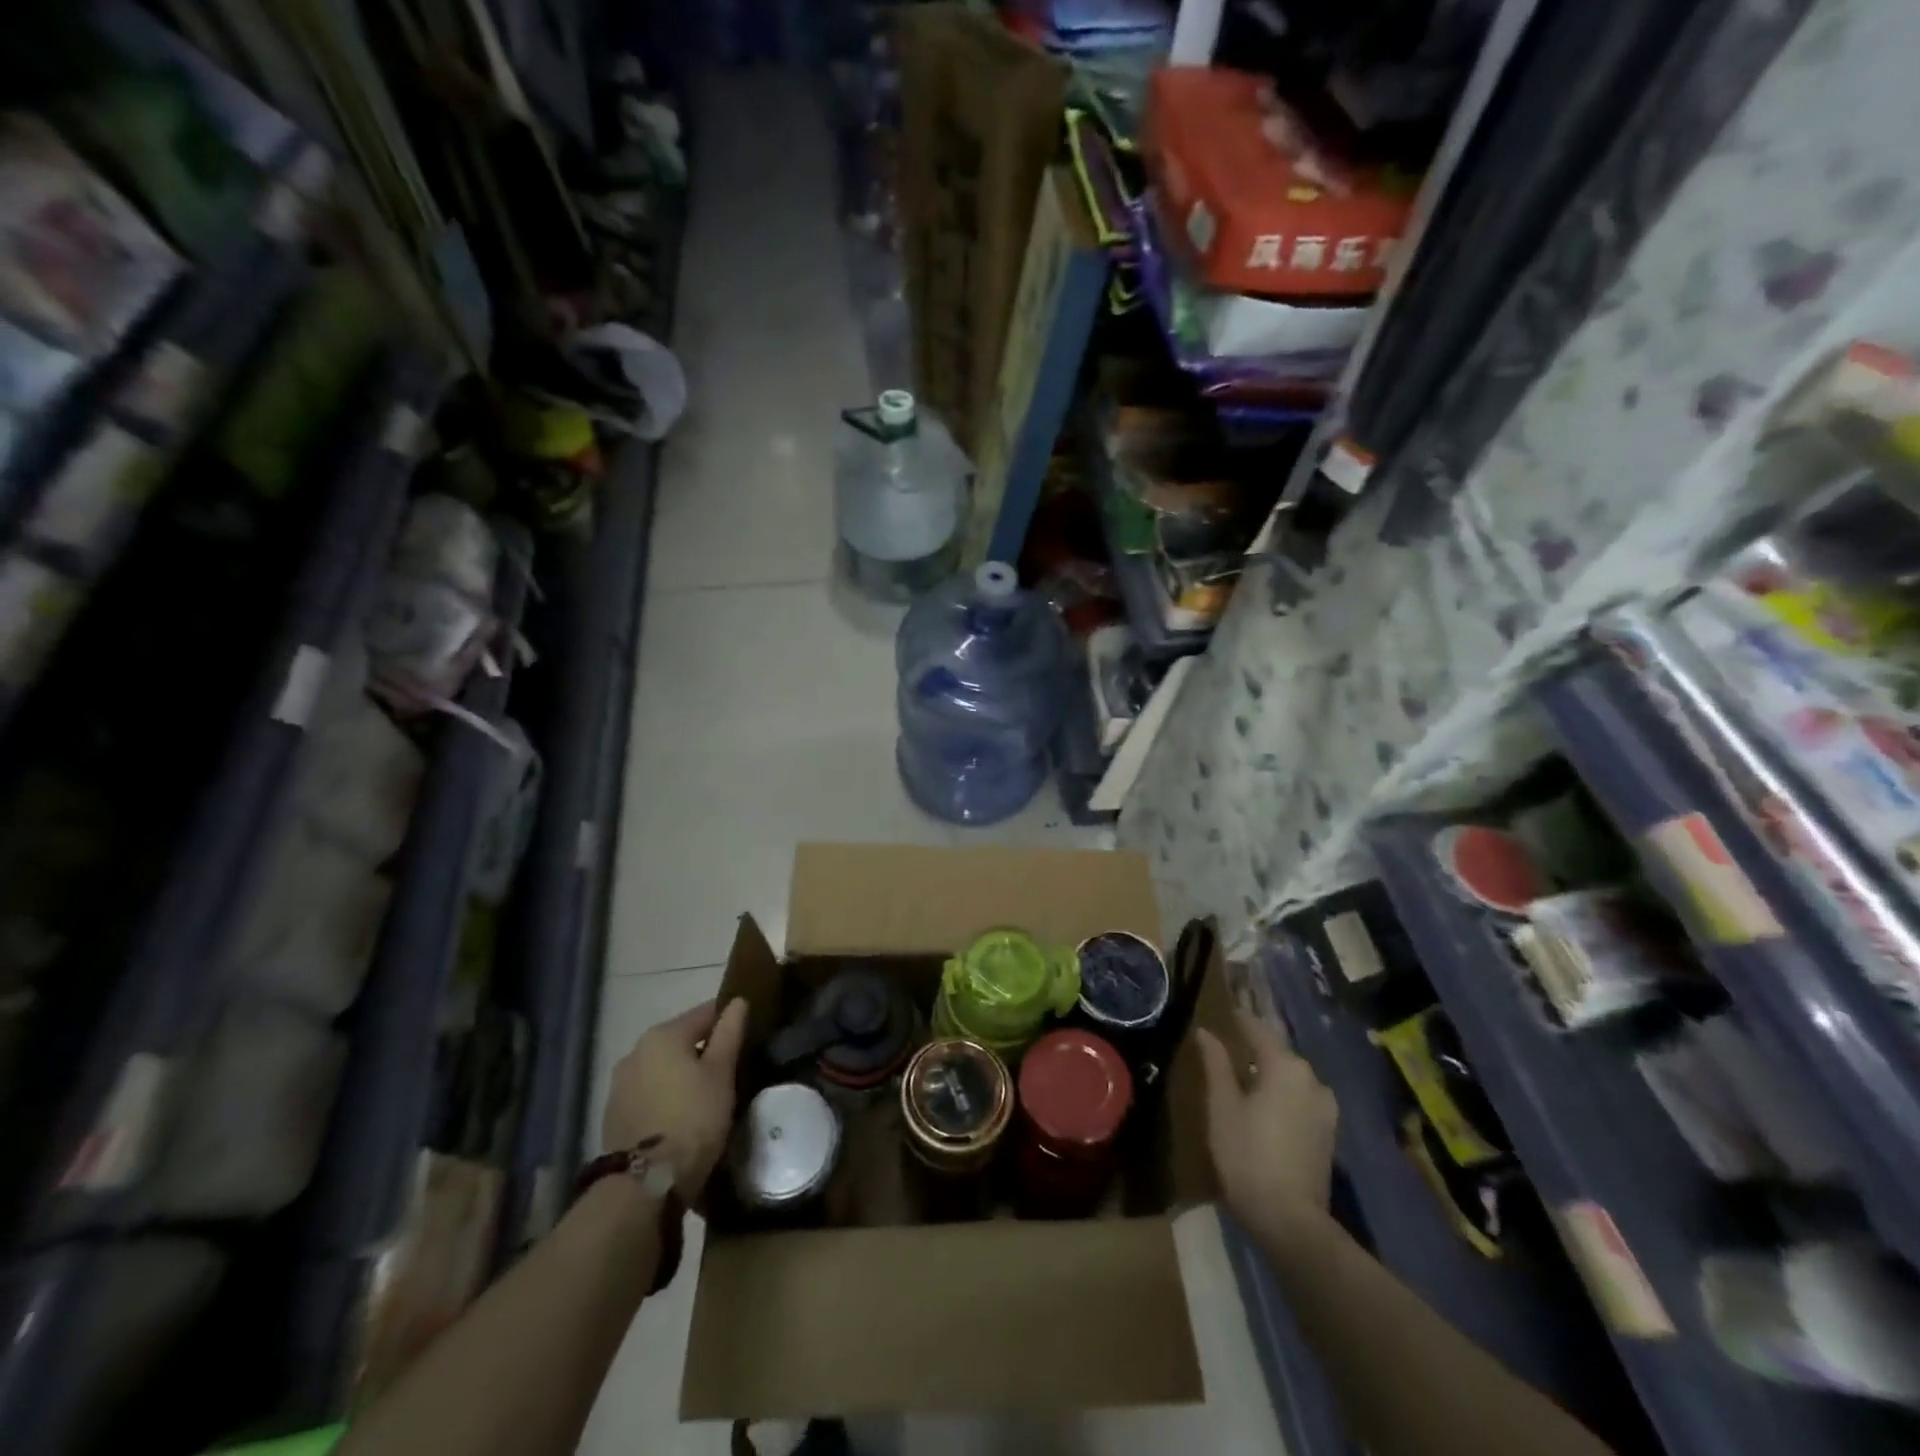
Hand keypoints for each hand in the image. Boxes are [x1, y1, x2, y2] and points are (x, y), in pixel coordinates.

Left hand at [603, 998, 748, 1201]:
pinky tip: (680, 1116)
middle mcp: (635, 1051)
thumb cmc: (692, 1120)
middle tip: (729, 1072)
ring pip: (663, 1068)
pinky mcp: (613, 1115)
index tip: (747, 1037)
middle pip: (681, 1040)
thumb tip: (738, 1001)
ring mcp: (620, 1085)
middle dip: (704, 1051)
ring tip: (706, 1097)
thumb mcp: (721, 1074)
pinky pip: (649, 1093)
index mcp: (663, 1035)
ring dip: (682, 1075)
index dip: (729, 1021)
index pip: (705, 1013)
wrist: (642, 1186)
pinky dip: (665, 1096)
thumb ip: (730, 1033)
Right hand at [1197, 1007, 1336, 1241]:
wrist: (1291, 1221)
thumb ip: (1215, 1063)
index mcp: (1286, 1067)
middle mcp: (1312, 1080)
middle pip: (1278, 1053)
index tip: (1224, 1010)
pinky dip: (1281, 1093)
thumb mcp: (1222, 1105)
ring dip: (1269, 1071)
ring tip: (1244, 1074)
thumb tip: (1206, 1032)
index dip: (1239, 1018)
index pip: (1258, 1029)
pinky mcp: (1328, 1132)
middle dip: (1255, 1046)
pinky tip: (1264, 1103)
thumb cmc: (1247, 1155)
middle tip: (1229, 1042)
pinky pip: (1300, 1098)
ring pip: (1291, 1077)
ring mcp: (1325, 1108)